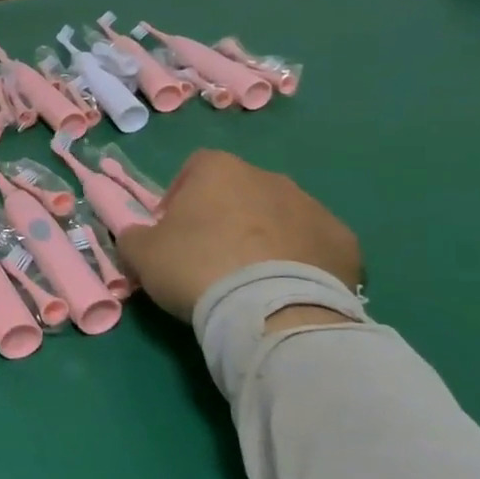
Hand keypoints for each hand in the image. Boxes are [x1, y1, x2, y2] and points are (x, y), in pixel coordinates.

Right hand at [117, 149, 361, 322]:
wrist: (270, 311)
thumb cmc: (196, 267)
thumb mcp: (140, 253)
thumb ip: (134, 235)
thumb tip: (137, 235)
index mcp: (219, 170)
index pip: (194, 167)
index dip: (180, 196)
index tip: (172, 230)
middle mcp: (270, 178)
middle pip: (240, 191)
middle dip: (225, 216)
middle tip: (209, 256)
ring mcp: (313, 208)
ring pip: (279, 216)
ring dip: (264, 236)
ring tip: (250, 277)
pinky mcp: (345, 243)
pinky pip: (313, 245)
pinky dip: (300, 260)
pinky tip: (285, 289)